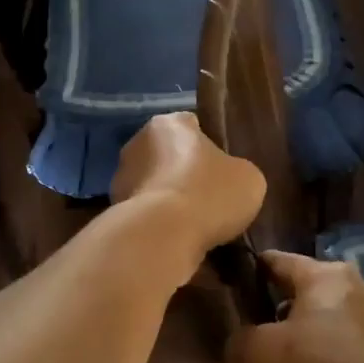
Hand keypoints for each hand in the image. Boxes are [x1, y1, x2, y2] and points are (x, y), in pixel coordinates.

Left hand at [111, 112, 265, 270]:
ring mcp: (121, 177)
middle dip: (186, 173)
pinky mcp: (114, 210)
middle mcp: (138, 142)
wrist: (163, 236)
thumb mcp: (249, 179)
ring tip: (196, 225)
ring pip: (155, 185)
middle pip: (170, 155)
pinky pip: (146, 213)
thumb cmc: (209, 194)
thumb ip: (238, 171)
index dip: (211, 147)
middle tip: (211, 199)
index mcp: (169, 124)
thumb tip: (229, 180)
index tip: (224, 170)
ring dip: (170, 199)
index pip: (193, 126)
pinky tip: (177, 238)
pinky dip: (158, 222)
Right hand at [225, 251, 363, 362]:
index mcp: (326, 276)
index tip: (233, 284)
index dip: (252, 272)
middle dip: (277, 324)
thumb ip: (240, 345)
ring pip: (326, 335)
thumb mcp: (258, 357)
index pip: (278, 261)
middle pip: (304, 301)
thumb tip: (242, 352)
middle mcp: (358, 292)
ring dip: (302, 355)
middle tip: (252, 348)